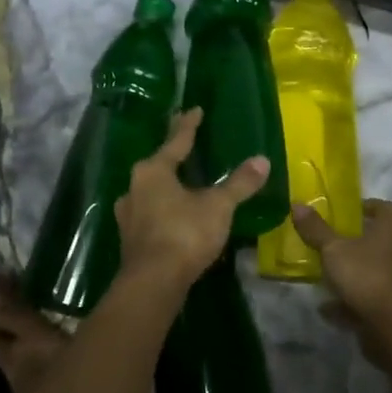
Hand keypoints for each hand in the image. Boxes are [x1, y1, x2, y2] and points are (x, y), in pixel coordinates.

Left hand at [113, 107, 269, 290]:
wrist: (153, 283)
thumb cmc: (185, 233)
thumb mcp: (218, 205)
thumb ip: (239, 183)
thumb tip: (263, 160)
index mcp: (153, 171)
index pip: (176, 141)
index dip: (188, 125)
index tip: (194, 109)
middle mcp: (135, 187)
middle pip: (159, 165)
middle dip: (174, 156)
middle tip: (189, 145)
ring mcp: (129, 214)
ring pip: (152, 191)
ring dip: (167, 185)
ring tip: (183, 182)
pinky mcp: (131, 239)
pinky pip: (151, 213)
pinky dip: (165, 209)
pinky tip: (175, 214)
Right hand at [290, 199, 391, 360]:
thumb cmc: (367, 276)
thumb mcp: (335, 250)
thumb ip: (316, 230)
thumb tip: (297, 203)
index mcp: (389, 231)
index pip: (385, 208)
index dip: (368, 205)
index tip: (347, 208)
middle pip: (375, 240)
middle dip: (351, 240)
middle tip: (325, 238)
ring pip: (367, 270)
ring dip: (347, 272)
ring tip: (320, 271)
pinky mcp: (386, 307)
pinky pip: (362, 300)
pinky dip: (345, 303)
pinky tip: (324, 307)